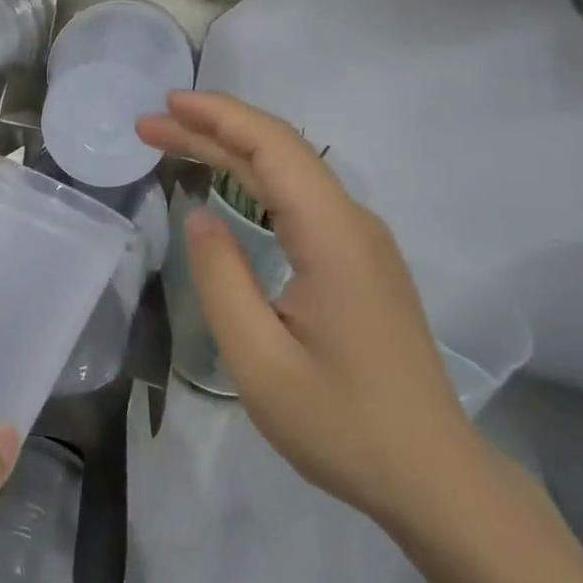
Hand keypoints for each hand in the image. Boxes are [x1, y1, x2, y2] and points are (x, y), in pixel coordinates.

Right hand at [137, 91, 482, 529]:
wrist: (433, 478)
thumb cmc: (343, 425)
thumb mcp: (260, 362)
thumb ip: (222, 279)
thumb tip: (199, 216)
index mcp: (332, 237)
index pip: (273, 148)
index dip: (218, 116)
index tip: (166, 104)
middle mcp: (352, 223)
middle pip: (279, 152)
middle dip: (211, 129)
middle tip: (149, 126)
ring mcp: (360, 241)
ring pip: (290, 171)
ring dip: (231, 149)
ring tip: (174, 142)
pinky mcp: (359, 260)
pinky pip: (301, 197)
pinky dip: (254, 177)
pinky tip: (227, 183)